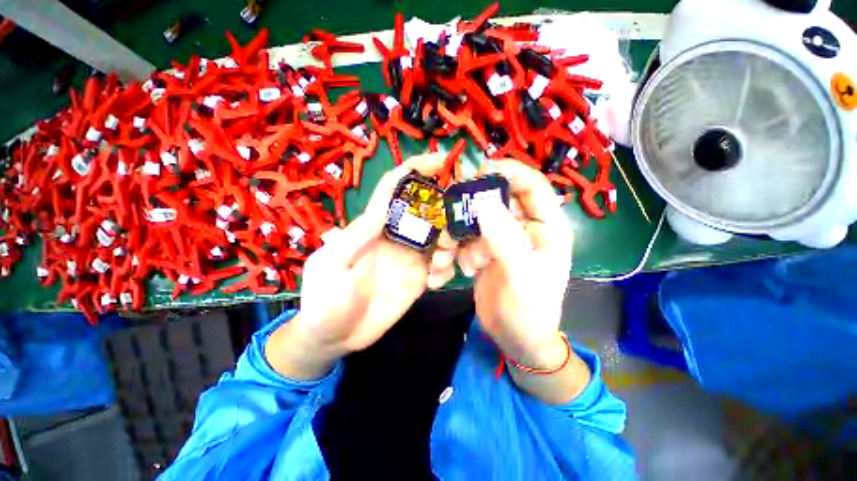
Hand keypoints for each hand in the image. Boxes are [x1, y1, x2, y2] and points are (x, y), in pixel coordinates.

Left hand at [266, 153, 455, 379]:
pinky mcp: (418, 278)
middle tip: (449, 239)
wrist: (335, 337)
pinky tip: (436, 283)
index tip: (441, 160)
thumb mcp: (334, 265)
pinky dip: (445, 269)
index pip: (395, 189)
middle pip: (427, 212)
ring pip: (439, 238)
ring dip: (449, 247)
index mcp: (373, 227)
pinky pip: (440, 265)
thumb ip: (358, 238)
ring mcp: (409, 258)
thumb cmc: (325, 301)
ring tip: (439, 268)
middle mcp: (395, 237)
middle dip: (445, 216)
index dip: (415, 170)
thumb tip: (383, 210)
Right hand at [443, 160, 573, 367]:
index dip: (510, 172)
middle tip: (453, 208)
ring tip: (455, 255)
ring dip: (462, 233)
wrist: (515, 338)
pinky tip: (460, 268)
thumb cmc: (529, 310)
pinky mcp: (486, 250)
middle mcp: (524, 227)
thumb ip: (505, 240)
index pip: (532, 186)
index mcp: (545, 227)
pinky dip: (459, 249)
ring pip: (478, 219)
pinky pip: (468, 238)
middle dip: (474, 205)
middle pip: (498, 199)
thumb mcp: (521, 276)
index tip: (480, 169)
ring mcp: (503, 238)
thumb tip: (483, 202)